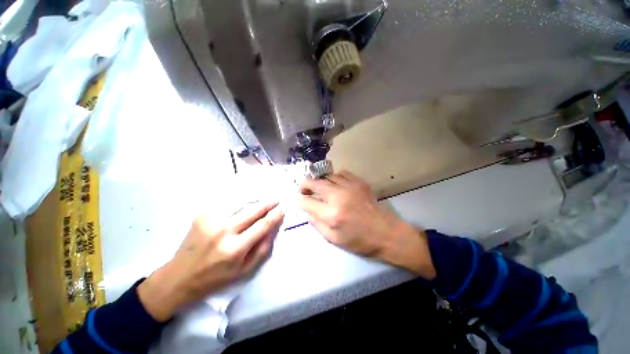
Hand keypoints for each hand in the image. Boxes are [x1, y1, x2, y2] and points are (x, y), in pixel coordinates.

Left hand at [138, 200, 283, 321]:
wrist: (179, 277)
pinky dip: (239, 204)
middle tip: (276, 200)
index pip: (263, 225)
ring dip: (254, 201)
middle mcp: (224, 231)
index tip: (282, 209)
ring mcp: (211, 220)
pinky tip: (243, 206)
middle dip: (267, 203)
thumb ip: (263, 248)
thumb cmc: (216, 278)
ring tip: (261, 202)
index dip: (275, 215)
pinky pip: (227, 204)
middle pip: (253, 210)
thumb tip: (274, 227)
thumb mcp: (245, 270)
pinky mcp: (202, 215)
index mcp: (235, 249)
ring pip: (241, 203)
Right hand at [298, 171, 434, 278]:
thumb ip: (316, 223)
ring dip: (321, 182)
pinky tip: (336, 185)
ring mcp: (350, 186)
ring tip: (322, 189)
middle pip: (314, 182)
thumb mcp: (333, 239)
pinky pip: (341, 173)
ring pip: (327, 176)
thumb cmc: (359, 240)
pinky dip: (335, 178)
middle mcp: (338, 197)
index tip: (299, 200)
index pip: (306, 201)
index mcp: (331, 214)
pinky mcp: (359, 182)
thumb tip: (307, 210)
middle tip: (304, 189)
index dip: (299, 200)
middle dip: (304, 184)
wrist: (386, 233)